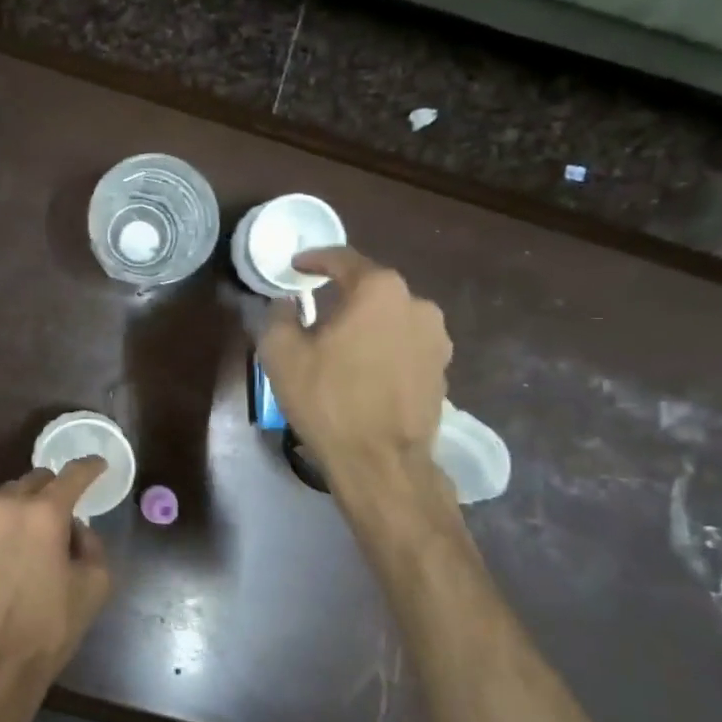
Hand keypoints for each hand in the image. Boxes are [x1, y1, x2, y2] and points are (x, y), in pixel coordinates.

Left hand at [0, 458, 112, 698]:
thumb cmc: (50, 626)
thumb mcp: (95, 585)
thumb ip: (92, 543)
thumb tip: (74, 528)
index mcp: (46, 513)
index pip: (73, 475)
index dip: (90, 467)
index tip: (97, 466)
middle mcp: (8, 504)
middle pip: (37, 479)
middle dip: (53, 491)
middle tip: (60, 515)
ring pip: (6, 491)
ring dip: (21, 502)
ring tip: (26, 529)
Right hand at [258, 247, 452, 483]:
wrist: (380, 461)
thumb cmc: (327, 399)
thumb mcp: (281, 354)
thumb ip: (279, 316)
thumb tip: (287, 304)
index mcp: (378, 290)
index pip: (343, 259)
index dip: (315, 259)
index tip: (296, 266)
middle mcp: (416, 304)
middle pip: (371, 289)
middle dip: (343, 296)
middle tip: (315, 311)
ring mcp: (436, 338)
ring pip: (391, 319)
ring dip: (366, 325)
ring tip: (341, 346)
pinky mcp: (442, 369)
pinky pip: (405, 346)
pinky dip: (383, 350)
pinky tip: (364, 372)